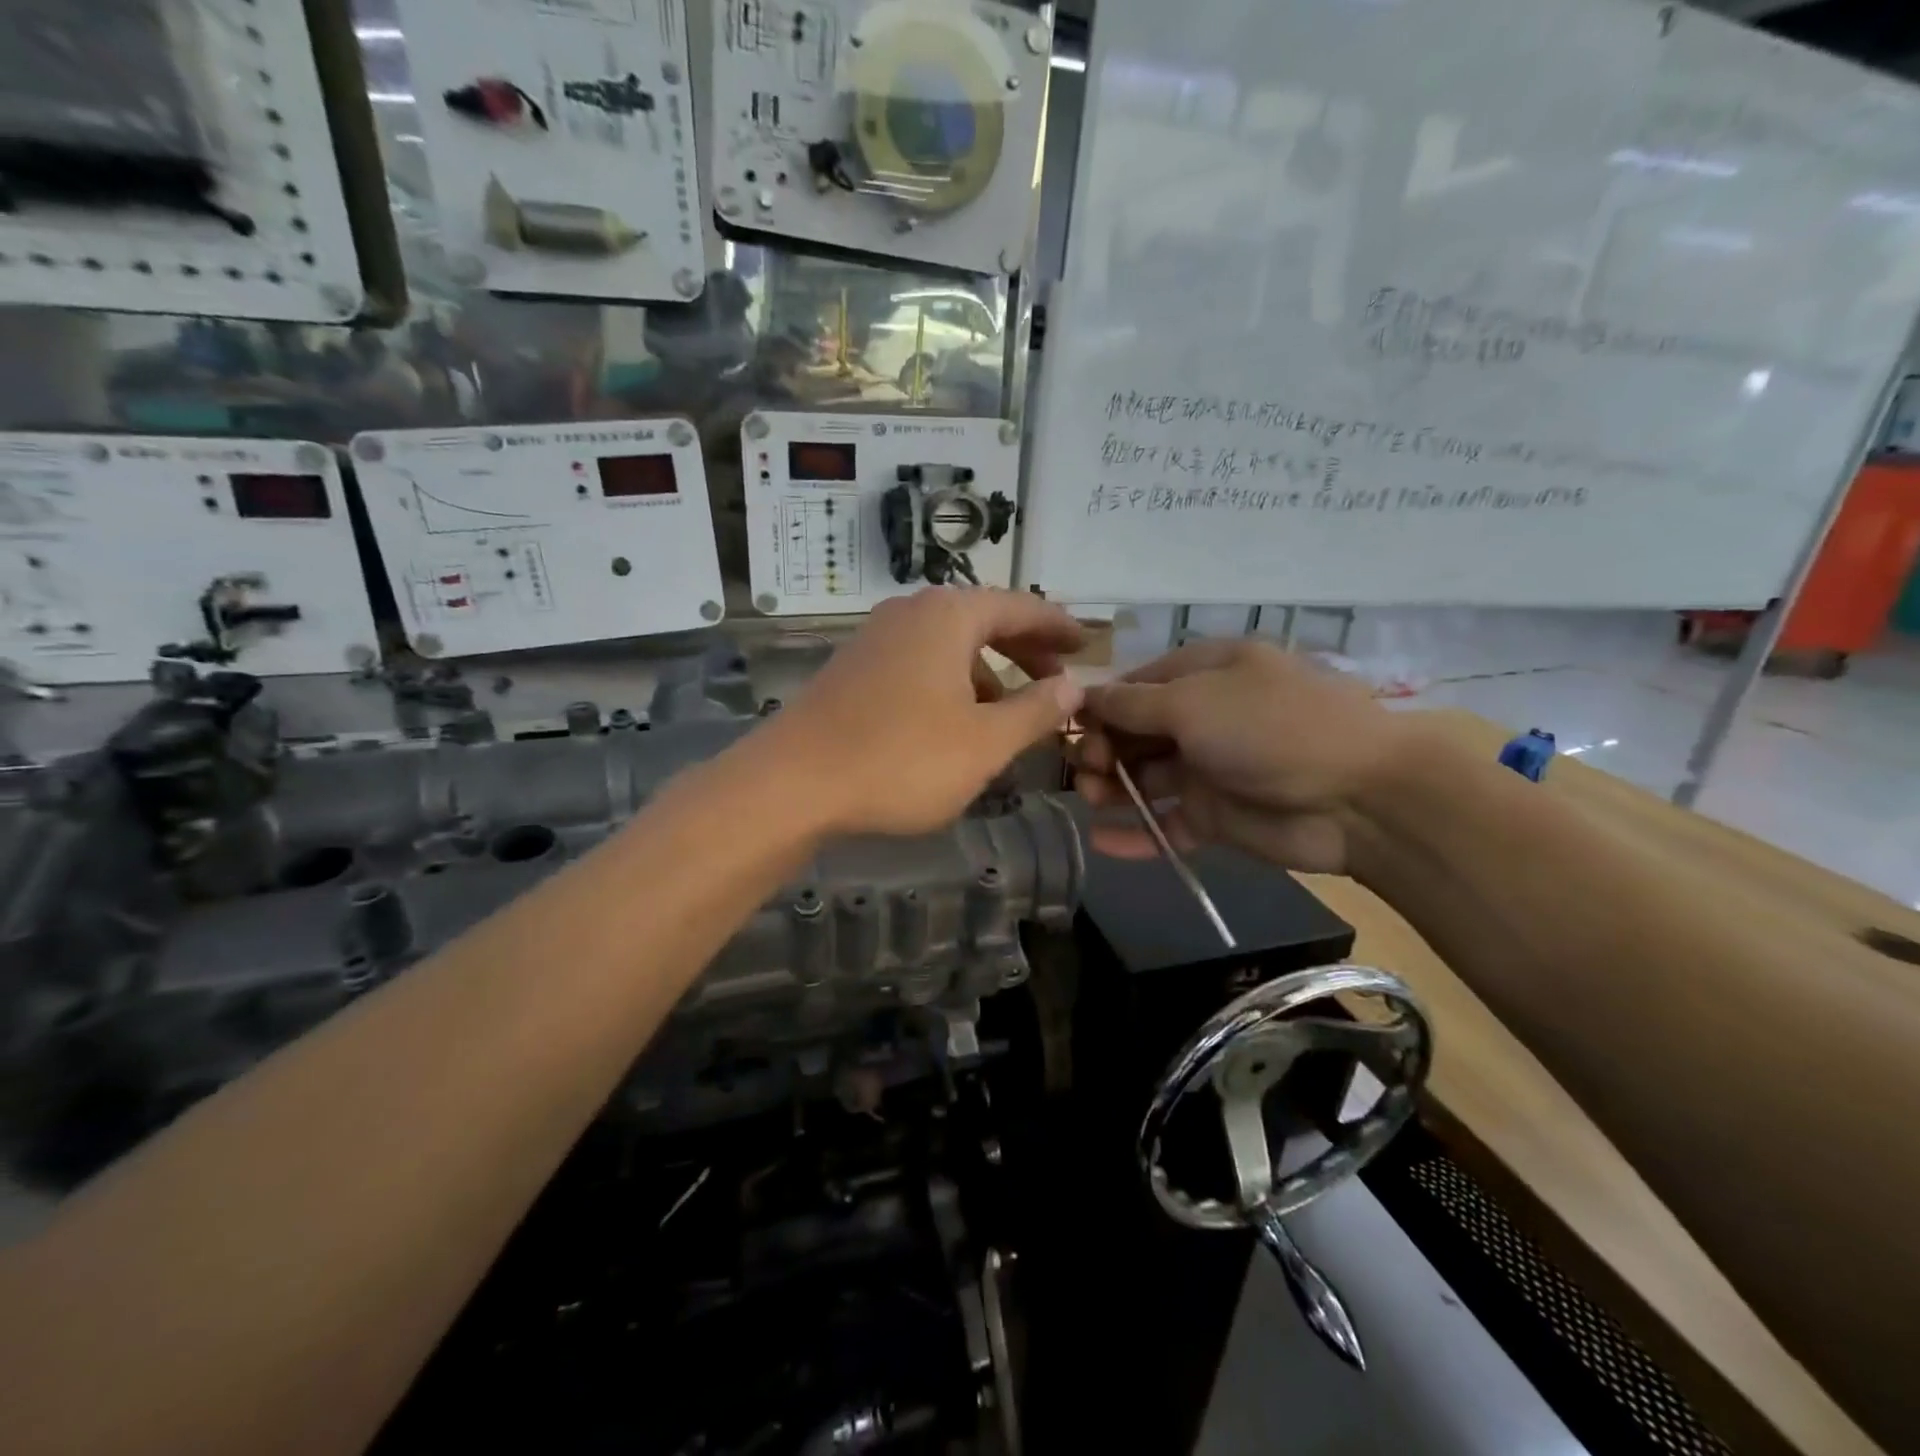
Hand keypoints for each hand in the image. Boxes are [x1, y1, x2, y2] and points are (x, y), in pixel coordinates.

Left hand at [757, 588, 1085, 836]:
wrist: (792, 783)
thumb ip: (1035, 711)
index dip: (1059, 627)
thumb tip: (1072, 686)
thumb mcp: (984, 743)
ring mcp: (876, 639)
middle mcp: (911, 613)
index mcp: (949, 616)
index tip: (1089, 645)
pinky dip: (951, 685)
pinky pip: (919, 665)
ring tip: (1011, 715)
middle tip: (1057, 679)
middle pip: (984, 621)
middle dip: (1025, 651)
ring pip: (949, 647)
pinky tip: (955, 726)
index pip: (1021, 607)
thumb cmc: (901, 759)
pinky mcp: (854, 669)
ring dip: (987, 674)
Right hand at [1075, 639, 1407, 875]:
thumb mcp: (1193, 702)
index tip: (1070, 729)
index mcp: (1206, 674)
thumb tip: (1084, 695)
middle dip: (1103, 749)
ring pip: (1146, 778)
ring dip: (1113, 789)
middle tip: (1086, 771)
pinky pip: (1168, 823)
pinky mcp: (1218, 818)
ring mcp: (1211, 769)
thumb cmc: (1270, 729)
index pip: (1137, 686)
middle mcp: (1206, 717)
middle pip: (1136, 733)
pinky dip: (1138, 834)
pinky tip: (1102, 843)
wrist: (1360, 800)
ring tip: (1090, 801)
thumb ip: (1132, 705)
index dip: (1101, 706)